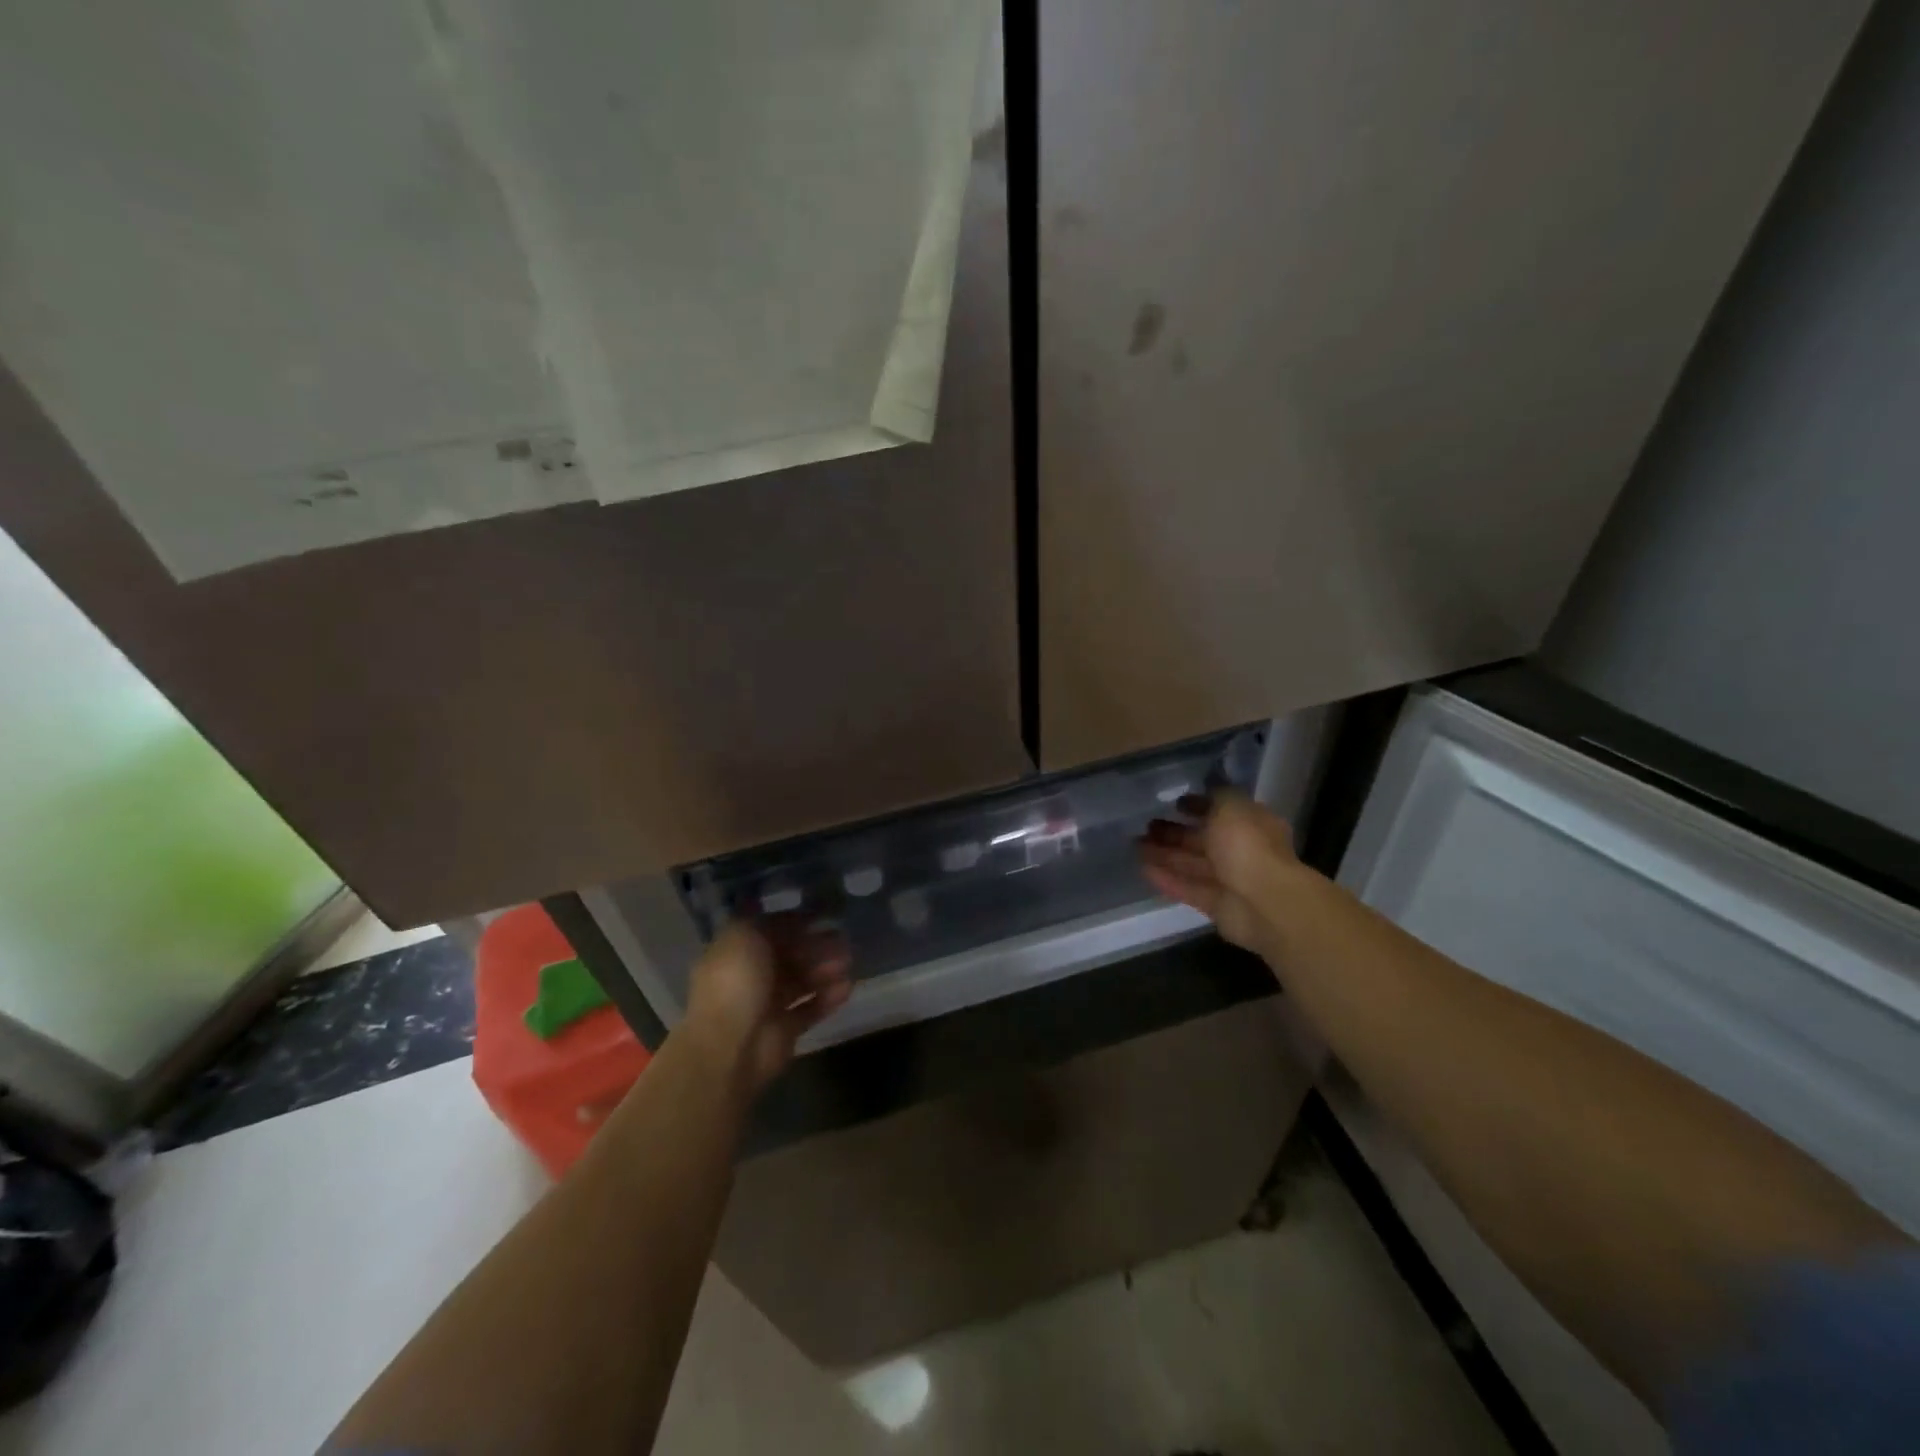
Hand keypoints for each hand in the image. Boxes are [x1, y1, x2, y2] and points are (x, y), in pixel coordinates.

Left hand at [683, 919, 851, 1093]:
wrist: (729, 1046)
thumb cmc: (736, 982)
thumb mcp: (744, 935)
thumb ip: (767, 921)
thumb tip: (788, 917)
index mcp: (736, 951)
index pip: (770, 931)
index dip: (796, 923)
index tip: (823, 916)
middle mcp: (751, 976)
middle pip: (790, 956)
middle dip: (816, 946)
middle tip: (842, 940)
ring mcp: (768, 1005)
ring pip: (802, 981)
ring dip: (825, 970)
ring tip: (847, 963)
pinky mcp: (785, 1031)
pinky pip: (811, 1009)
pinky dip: (828, 998)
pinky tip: (847, 987)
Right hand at [1138, 791, 1302, 954]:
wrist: (1265, 902)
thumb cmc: (1248, 846)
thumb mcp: (1231, 806)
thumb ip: (1216, 797)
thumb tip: (1205, 794)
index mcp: (1251, 825)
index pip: (1222, 811)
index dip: (1199, 805)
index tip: (1175, 803)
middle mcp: (1242, 851)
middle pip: (1203, 840)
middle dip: (1175, 833)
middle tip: (1147, 826)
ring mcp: (1230, 881)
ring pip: (1192, 864)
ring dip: (1165, 855)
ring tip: (1136, 846)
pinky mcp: (1217, 906)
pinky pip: (1188, 888)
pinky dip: (1167, 879)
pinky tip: (1143, 869)